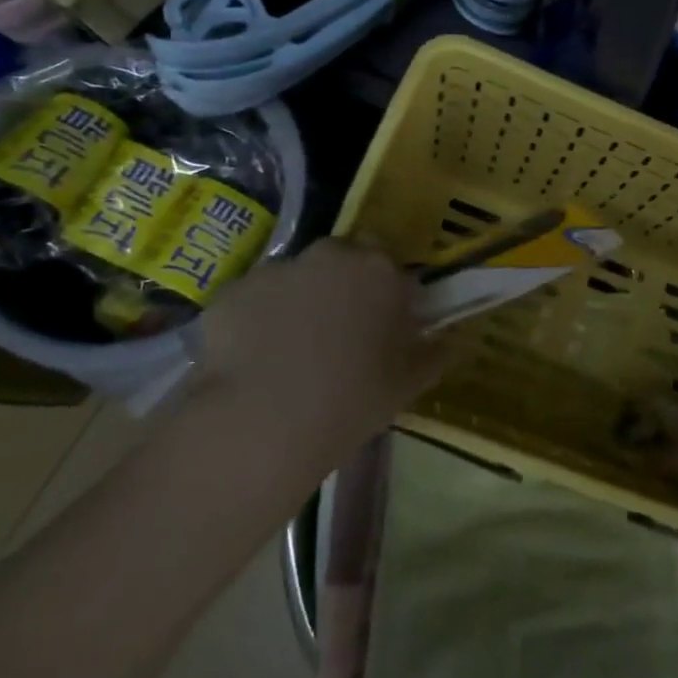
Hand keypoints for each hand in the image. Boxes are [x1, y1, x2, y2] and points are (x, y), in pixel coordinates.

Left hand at [184, 238, 442, 458]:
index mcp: (380, 271)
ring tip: (290, 356)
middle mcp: (330, 256)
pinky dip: (256, 322)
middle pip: (342, 263)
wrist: (261, 422)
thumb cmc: (351, 400)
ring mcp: (276, 270)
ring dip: (299, 303)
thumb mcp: (408, 384)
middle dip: (343, 289)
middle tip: (339, 337)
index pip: (393, 271)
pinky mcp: (231, 291)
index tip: (385, 329)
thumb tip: (445, 342)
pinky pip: (254, 302)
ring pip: (296, 280)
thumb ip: (432, 354)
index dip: (390, 298)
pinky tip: (254, 362)